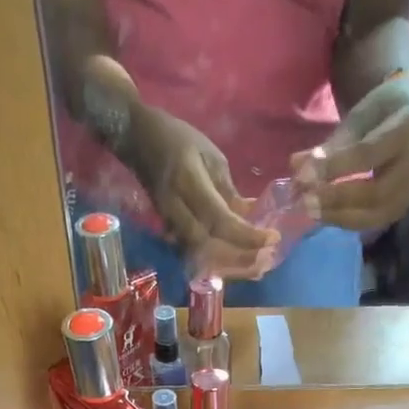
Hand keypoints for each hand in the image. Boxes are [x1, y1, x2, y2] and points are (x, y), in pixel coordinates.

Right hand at [124, 106, 277, 278]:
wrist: (138, 140)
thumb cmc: (178, 140)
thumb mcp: (211, 156)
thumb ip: (228, 191)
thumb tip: (248, 217)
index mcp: (188, 183)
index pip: (220, 220)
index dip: (246, 235)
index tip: (271, 239)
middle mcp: (176, 210)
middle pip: (210, 247)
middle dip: (240, 259)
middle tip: (266, 262)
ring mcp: (169, 224)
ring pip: (202, 256)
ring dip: (230, 266)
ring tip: (256, 268)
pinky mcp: (168, 232)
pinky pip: (195, 254)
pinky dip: (217, 262)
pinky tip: (237, 264)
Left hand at [292, 71, 408, 231]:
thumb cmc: (382, 112)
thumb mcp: (359, 116)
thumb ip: (331, 144)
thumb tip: (297, 166)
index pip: (368, 153)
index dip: (334, 167)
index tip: (303, 175)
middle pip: (376, 192)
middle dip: (337, 199)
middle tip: (306, 202)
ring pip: (376, 213)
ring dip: (340, 216)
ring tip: (311, 212)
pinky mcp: (405, 207)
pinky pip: (375, 222)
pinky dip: (348, 221)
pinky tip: (326, 216)